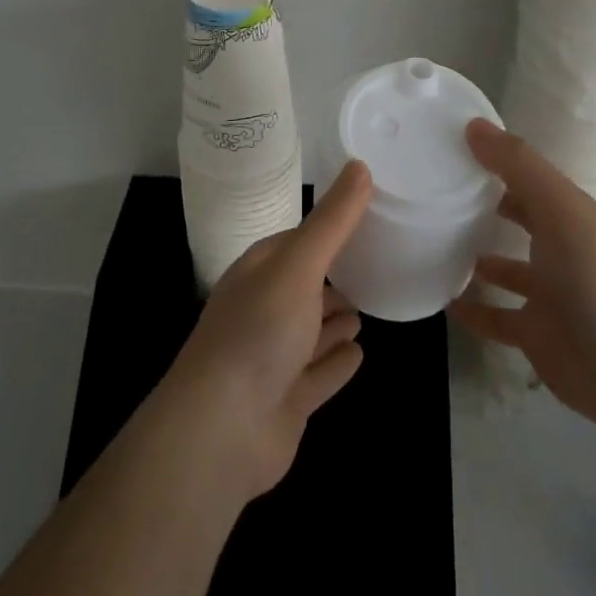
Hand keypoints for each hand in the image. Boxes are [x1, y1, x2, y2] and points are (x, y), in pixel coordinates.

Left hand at [161, 161, 371, 499]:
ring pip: (312, 331)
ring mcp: (275, 358)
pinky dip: (337, 363)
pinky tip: (360, 354)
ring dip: (335, 321)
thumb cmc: (259, 332)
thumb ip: (332, 221)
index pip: (296, 243)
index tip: (363, 220)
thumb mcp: (298, 265)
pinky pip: (320, 374)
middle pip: (304, 288)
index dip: (326, 232)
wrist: (222, 429)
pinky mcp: (288, 400)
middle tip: (373, 266)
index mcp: (259, 273)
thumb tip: (361, 165)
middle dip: (332, 278)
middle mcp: (264, 311)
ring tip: (366, 310)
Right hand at [450, 120, 595, 427]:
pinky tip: (443, 299)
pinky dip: (473, 309)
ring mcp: (548, 295)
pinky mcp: (535, 335)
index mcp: (570, 217)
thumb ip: (518, 165)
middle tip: (437, 195)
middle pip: (520, 221)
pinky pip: (496, 317)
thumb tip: (473, 125)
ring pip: (506, 270)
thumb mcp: (559, 208)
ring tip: (434, 243)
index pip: (530, 181)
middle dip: (486, 208)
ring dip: (478, 259)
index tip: (453, 151)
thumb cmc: (594, 276)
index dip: (497, 163)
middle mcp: (560, 251)